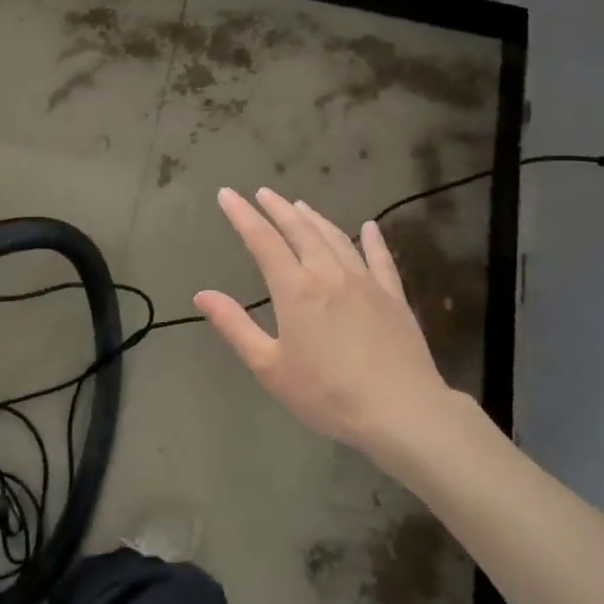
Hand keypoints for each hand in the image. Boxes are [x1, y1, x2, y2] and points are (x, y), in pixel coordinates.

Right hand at [195, 188, 471, 461]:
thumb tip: (202, 295)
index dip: (242, 215)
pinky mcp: (394, 297)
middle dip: (278, 208)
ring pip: (336, 238)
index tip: (227, 194)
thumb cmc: (326, 394)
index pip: (263, 241)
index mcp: (295, 290)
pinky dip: (373, 240)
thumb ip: (235, 326)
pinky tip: (369, 227)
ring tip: (300, 205)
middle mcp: (329, 275)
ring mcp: (366, 283)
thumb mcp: (269, 367)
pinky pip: (381, 259)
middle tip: (263, 192)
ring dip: (315, 219)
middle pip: (300, 231)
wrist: (401, 411)